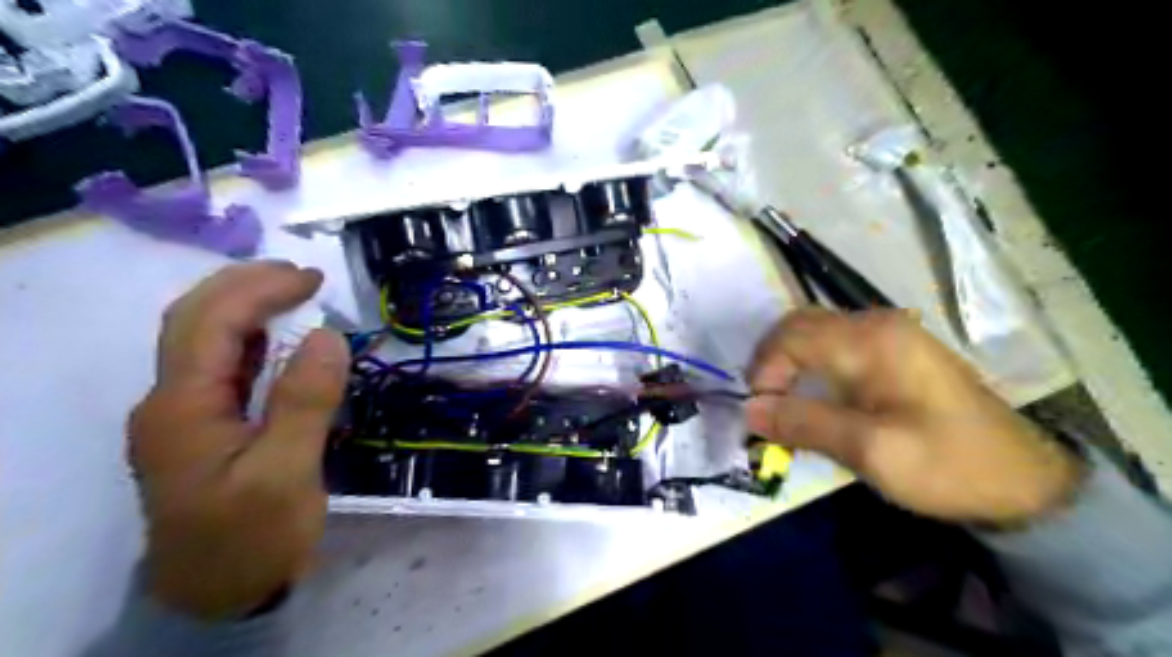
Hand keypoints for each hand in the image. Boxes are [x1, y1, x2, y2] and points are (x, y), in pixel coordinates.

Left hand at [129, 262, 348, 621]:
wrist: (218, 596)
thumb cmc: (253, 537)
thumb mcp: (286, 473)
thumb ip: (304, 401)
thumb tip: (327, 334)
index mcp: (182, 408)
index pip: (211, 323)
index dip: (260, 289)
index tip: (314, 279)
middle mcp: (170, 402)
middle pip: (193, 321)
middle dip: (245, 286)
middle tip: (303, 276)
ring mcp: (183, 415)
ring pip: (203, 340)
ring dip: (245, 307)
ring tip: (294, 293)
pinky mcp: (203, 428)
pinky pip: (221, 367)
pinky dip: (251, 339)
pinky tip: (279, 338)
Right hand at [750, 304, 1078, 524]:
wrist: (1024, 482)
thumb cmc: (947, 464)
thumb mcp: (870, 450)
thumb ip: (804, 424)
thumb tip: (750, 410)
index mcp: (871, 340)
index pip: (792, 336)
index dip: (764, 370)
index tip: (759, 412)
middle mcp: (876, 323)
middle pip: (800, 325)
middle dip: (771, 362)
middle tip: (763, 404)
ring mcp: (888, 334)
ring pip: (815, 333)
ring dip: (788, 362)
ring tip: (781, 402)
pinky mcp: (894, 350)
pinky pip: (834, 345)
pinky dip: (810, 365)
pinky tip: (811, 394)